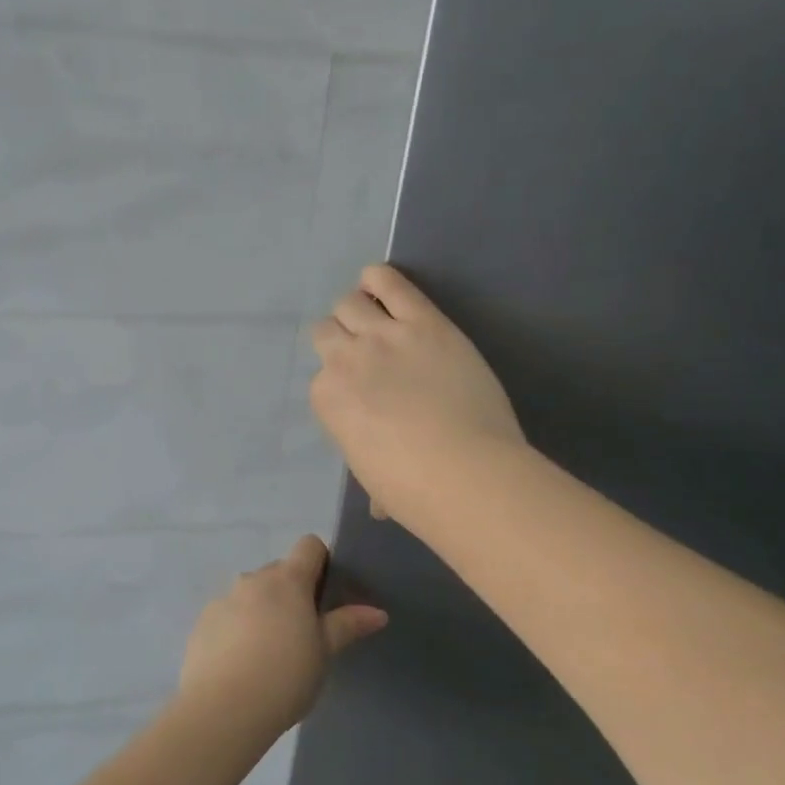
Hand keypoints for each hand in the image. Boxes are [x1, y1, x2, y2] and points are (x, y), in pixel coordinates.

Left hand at [178, 535, 386, 734]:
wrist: (223, 708)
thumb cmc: (285, 676)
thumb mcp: (324, 653)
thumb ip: (347, 625)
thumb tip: (377, 612)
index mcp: (287, 580)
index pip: (309, 546)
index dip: (322, 562)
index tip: (328, 594)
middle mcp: (252, 579)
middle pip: (279, 572)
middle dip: (292, 593)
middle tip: (304, 632)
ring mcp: (223, 599)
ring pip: (251, 594)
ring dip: (263, 610)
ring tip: (270, 653)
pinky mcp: (202, 622)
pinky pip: (228, 615)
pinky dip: (238, 628)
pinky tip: (242, 663)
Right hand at [310, 264, 526, 534]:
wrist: (462, 470)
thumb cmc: (410, 488)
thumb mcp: (372, 478)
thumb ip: (371, 469)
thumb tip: (378, 505)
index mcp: (327, 398)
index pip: (322, 376)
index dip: (341, 381)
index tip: (360, 391)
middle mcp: (345, 359)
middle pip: (326, 330)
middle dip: (341, 339)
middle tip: (367, 353)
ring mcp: (383, 336)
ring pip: (349, 301)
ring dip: (358, 309)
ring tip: (377, 318)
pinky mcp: (423, 321)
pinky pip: (390, 281)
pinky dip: (380, 278)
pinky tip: (383, 285)